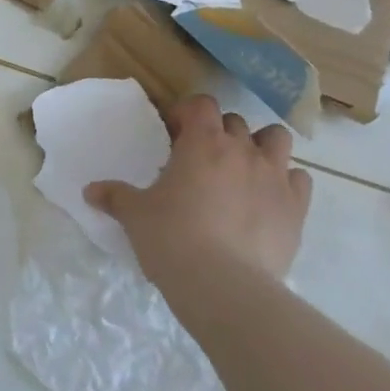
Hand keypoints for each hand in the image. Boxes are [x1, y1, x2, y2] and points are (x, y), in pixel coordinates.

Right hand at [86, 94, 310, 285]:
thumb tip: (89, 191)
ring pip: (276, 139)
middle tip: (201, 159)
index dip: (187, 114)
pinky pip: (300, 180)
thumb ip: (115, 197)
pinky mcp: (297, 207)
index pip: (200, 104)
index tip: (173, 134)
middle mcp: (242, 149)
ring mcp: (275, 176)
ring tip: (244, 170)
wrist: (224, 286)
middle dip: (219, 133)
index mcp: (202, 142)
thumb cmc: (172, 239)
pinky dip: (286, 183)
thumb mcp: (135, 216)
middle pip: (235, 122)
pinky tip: (270, 201)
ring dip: (261, 147)